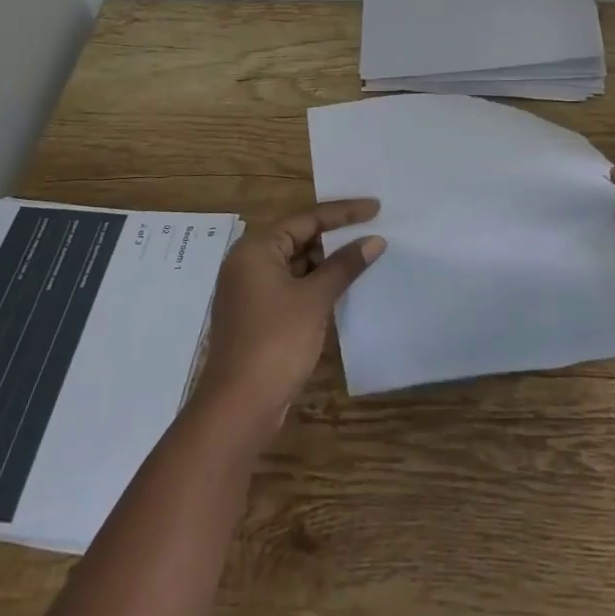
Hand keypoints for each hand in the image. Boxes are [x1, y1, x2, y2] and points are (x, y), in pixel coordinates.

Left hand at [194, 199, 383, 433]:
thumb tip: (374, 240)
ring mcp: (250, 291)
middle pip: (298, 237)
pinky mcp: (257, 315)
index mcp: (256, 249)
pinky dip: (315, 283)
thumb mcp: (315, 299)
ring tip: (364, 256)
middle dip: (335, 236)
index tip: (376, 207)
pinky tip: (342, 287)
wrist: (238, 407)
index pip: (306, 218)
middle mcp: (248, 263)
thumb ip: (345, 265)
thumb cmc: (276, 342)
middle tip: (372, 230)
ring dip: (327, 262)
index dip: (343, 212)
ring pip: (296, 263)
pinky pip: (291, 286)